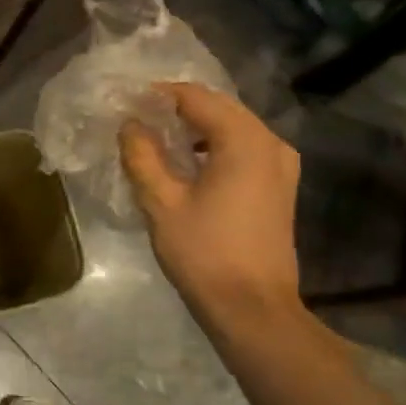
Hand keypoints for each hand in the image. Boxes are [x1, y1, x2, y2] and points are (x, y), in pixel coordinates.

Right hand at [119, 82, 302, 329]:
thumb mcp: (162, 202)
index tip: (125, 101)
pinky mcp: (279, 187)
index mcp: (244, 140)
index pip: (196, 97)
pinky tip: (187, 164)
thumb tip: (130, 124)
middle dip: (177, 108)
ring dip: (195, 128)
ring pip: (232, 128)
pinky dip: (213, 147)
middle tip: (136, 118)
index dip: (158, 95)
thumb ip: (143, 156)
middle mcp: (270, 142)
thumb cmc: (205, 253)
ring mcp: (280, 165)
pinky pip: (243, 149)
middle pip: (218, 108)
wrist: (253, 308)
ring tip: (157, 139)